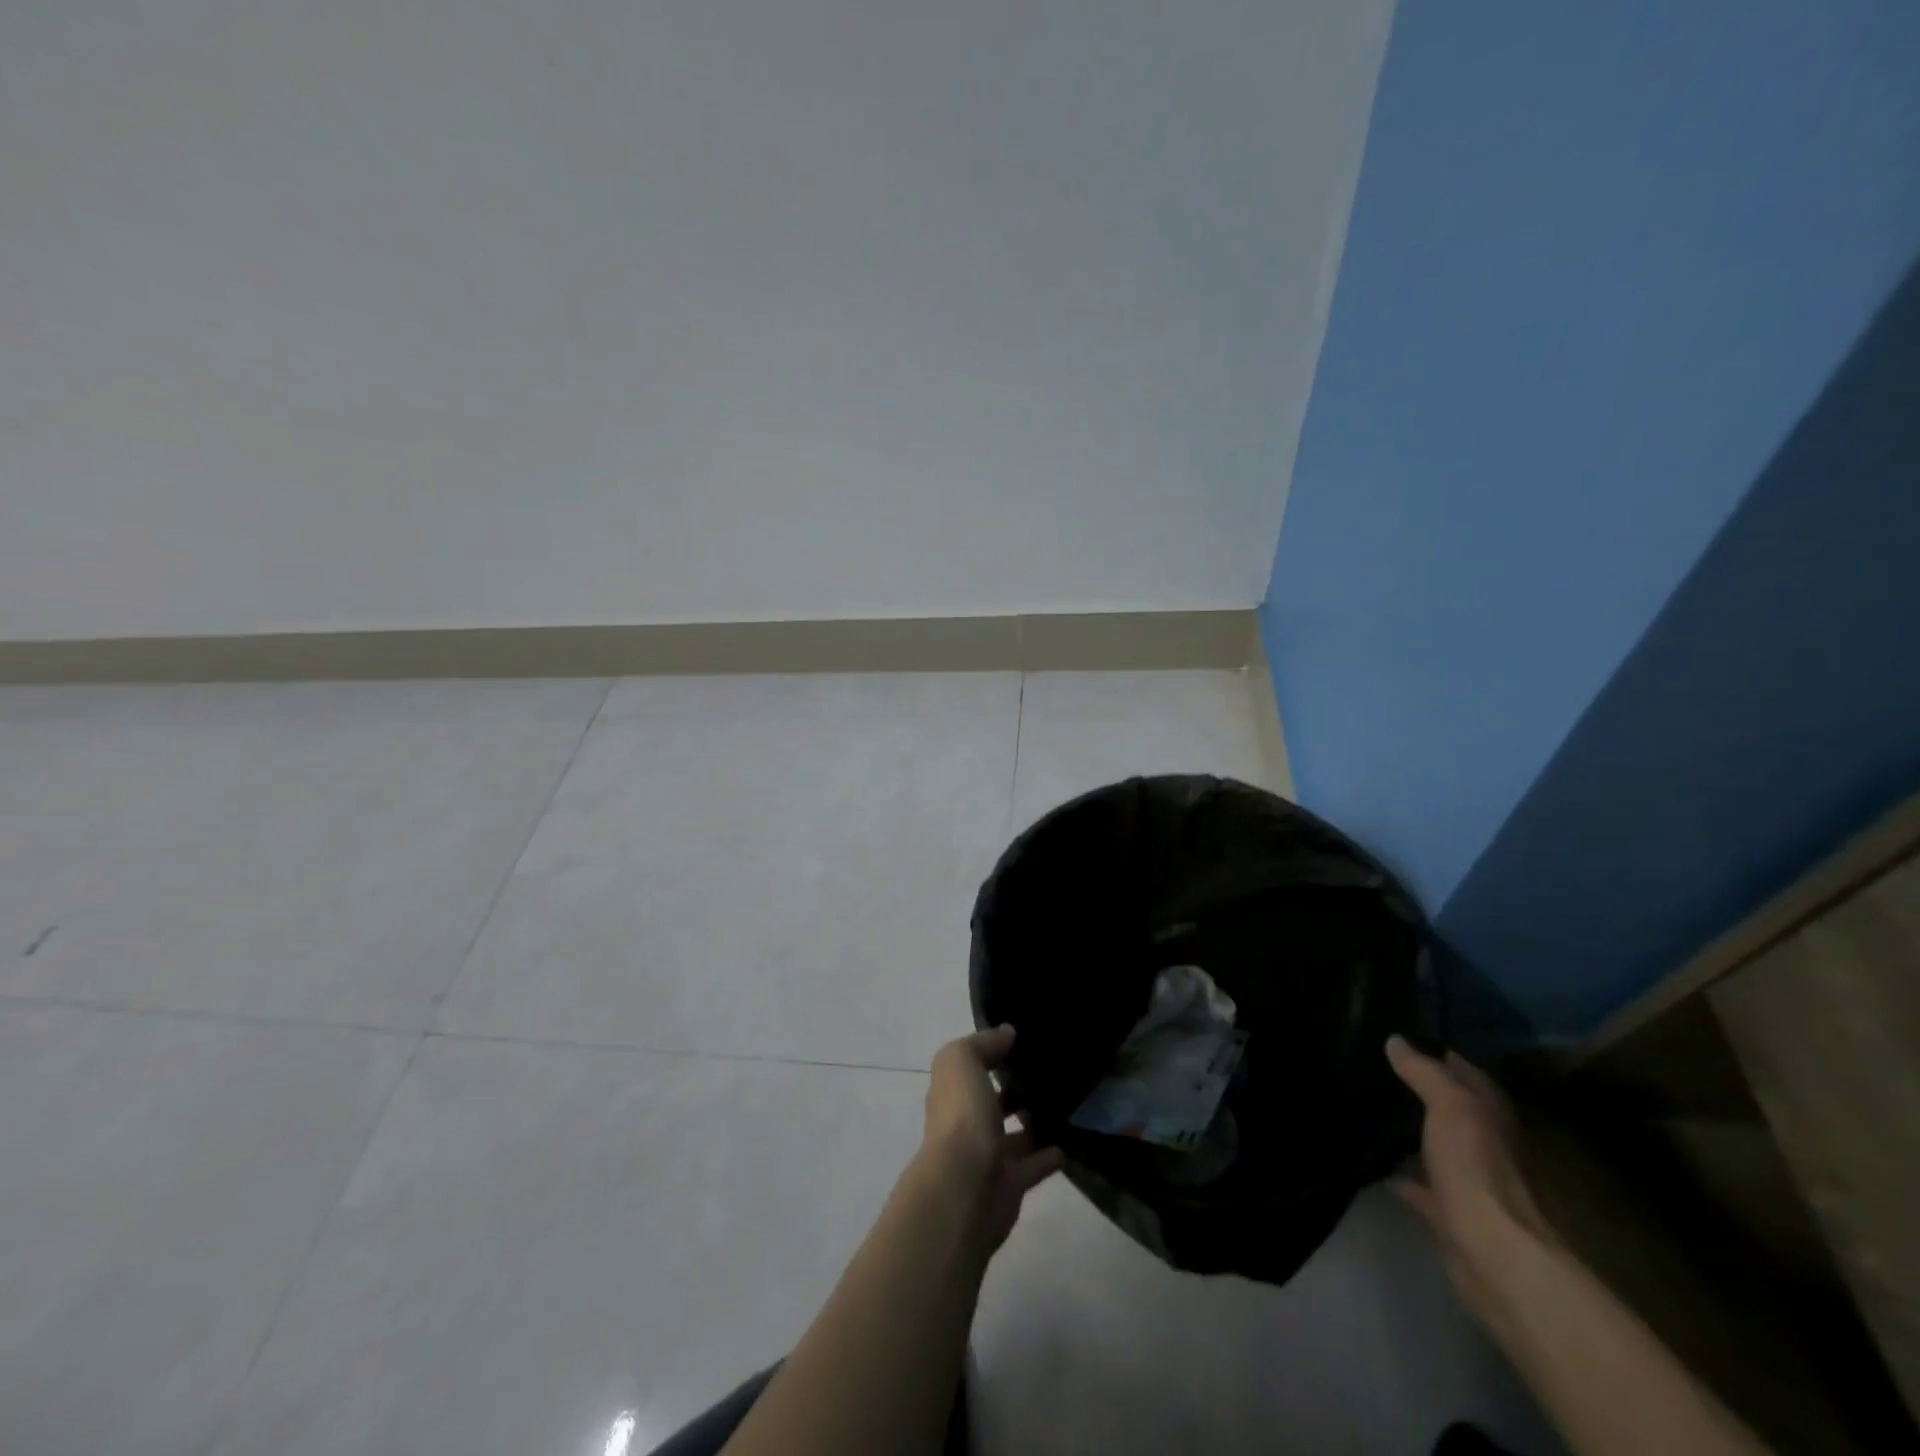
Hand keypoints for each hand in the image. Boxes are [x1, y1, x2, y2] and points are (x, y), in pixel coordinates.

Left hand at [919, 1025, 1063, 1253]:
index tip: (1023, 1040)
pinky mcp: (1010, 1185)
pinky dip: (1049, 1155)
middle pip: (991, 1101)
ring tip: (1065, 1103)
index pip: (971, 1067)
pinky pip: (1033, 1165)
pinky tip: (1070, 1141)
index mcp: (952, 1092)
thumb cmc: (961, 1117)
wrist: (964, 1189)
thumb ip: (982, 1043)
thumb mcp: (962, 1062)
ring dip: (1033, 1122)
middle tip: (1050, 1071)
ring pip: (1014, 1135)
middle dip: (1014, 1088)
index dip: (991, 1052)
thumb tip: (1006, 1033)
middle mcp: (966, 1122)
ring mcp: (987, 1156)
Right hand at [1386, 1034, 1552, 1325]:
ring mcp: (1472, 1181)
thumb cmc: (1477, 1169)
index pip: (1465, 1071)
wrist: (1494, 1253)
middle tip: (1378, 1069)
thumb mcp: (1451, 1106)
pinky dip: (1407, 1177)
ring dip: (1416, 1133)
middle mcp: (1488, 1144)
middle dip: (1423, 1090)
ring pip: (1440, 1146)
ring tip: (1374, 1111)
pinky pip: (1424, 1186)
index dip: (1436, 1052)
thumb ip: (1424, 1072)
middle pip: (1453, 1108)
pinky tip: (1381, 1167)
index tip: (1397, 1038)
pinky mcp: (1453, 1214)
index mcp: (1492, 1115)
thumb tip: (1396, 1041)